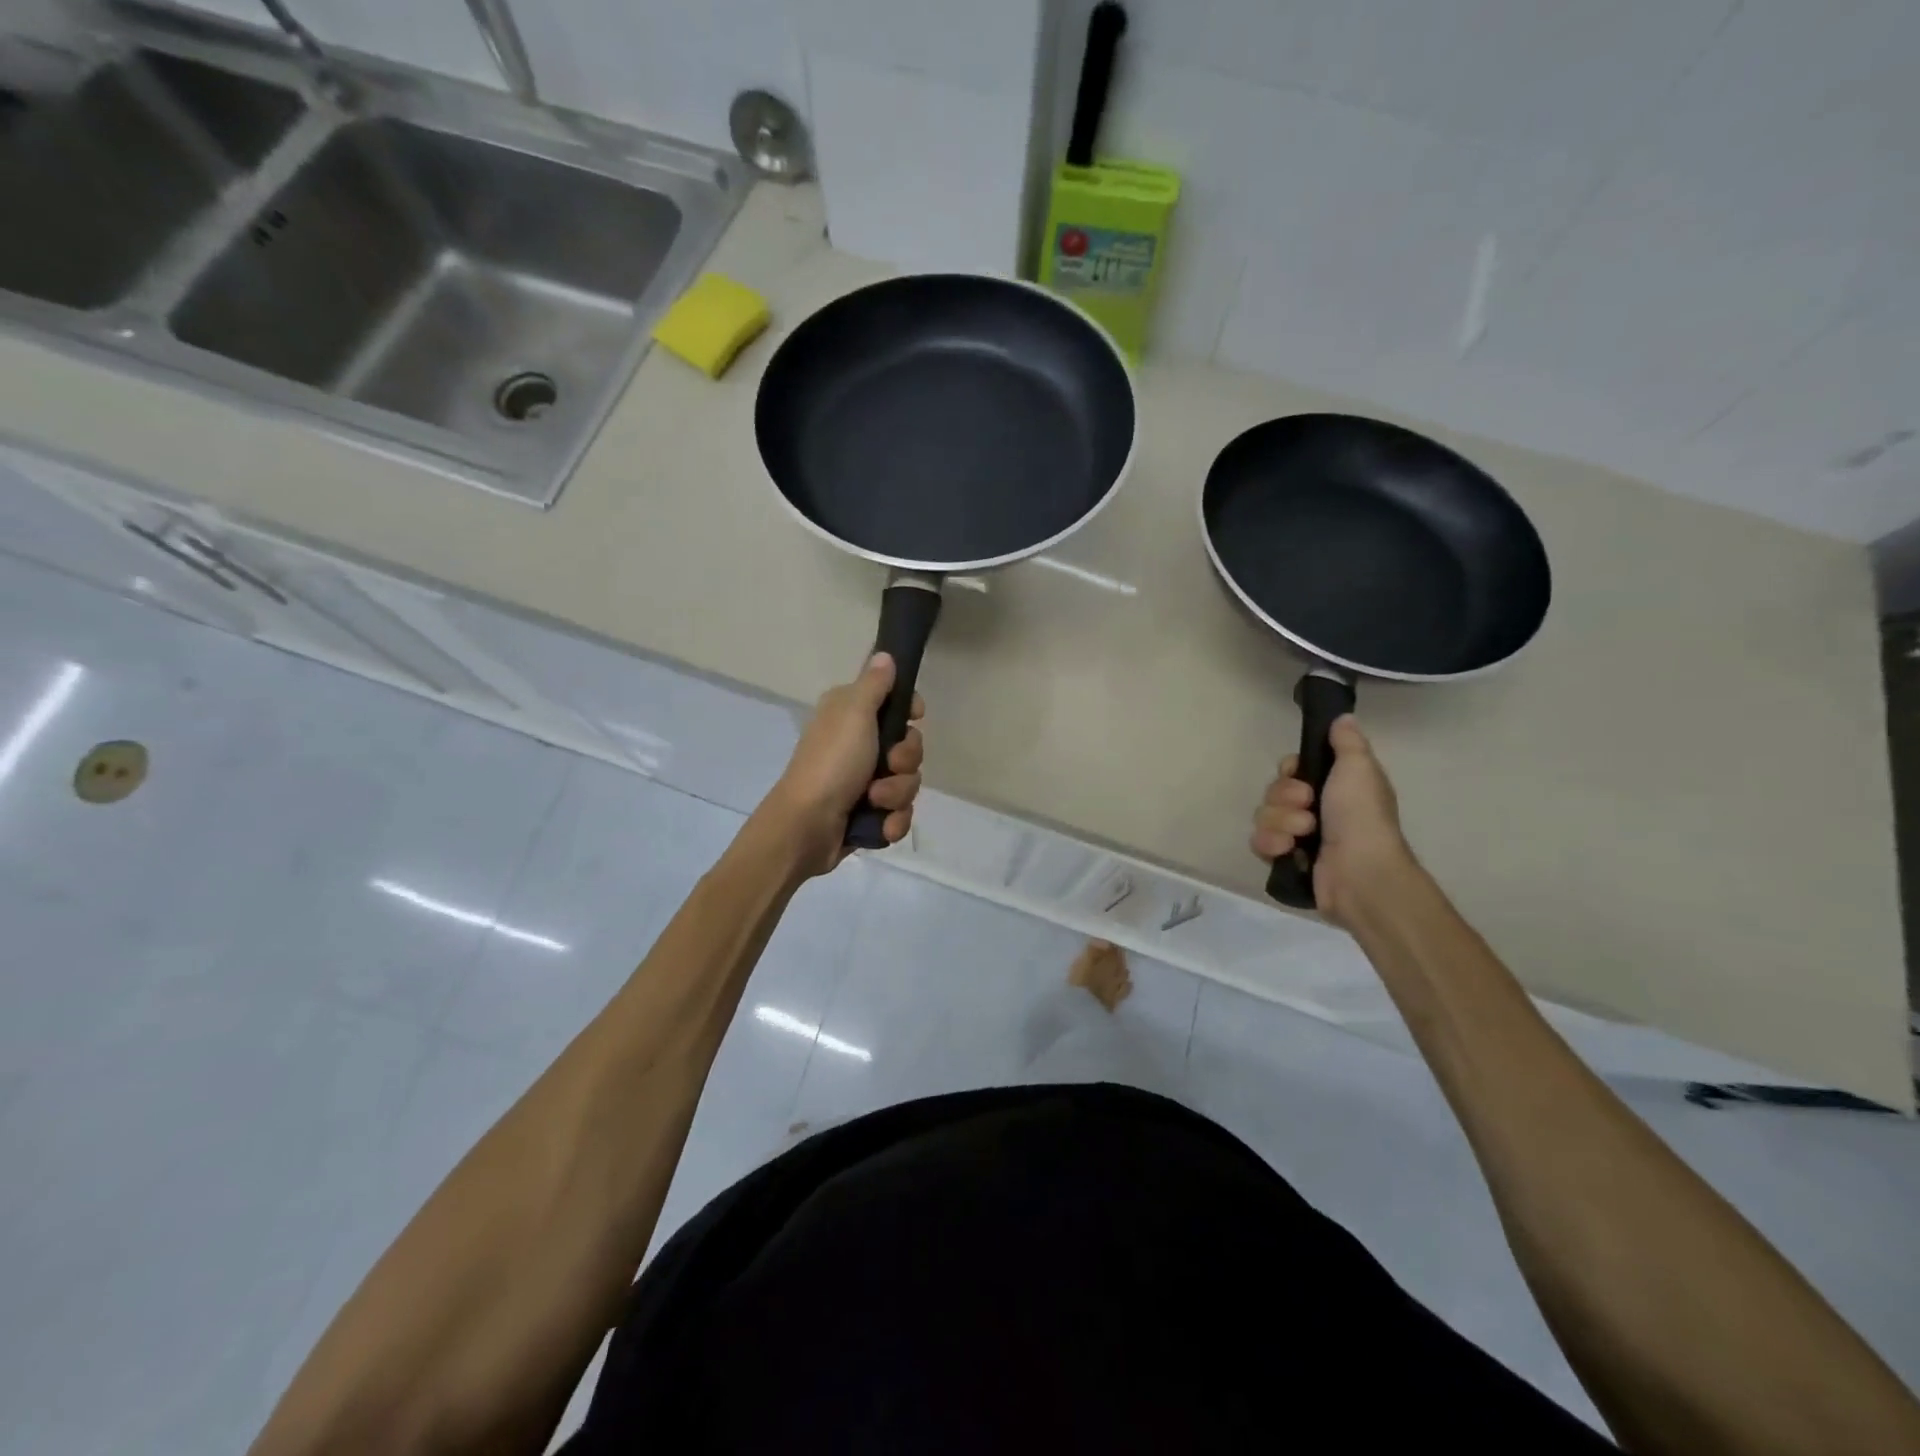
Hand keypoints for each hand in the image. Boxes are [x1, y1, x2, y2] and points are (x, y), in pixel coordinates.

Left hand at [762, 653, 925, 875]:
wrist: (807, 827)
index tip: (915, 715)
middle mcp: (857, 745)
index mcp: (850, 715)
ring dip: (896, 794)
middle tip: (887, 764)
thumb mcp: (854, 714)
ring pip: (907, 782)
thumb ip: (874, 684)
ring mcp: (863, 782)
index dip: (910, 711)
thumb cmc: (831, 763)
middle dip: (905, 761)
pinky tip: (879, 825)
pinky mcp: (868, 814)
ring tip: (874, 801)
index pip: (895, 703)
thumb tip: (884, 654)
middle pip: (909, 746)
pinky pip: (899, 813)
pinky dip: (892, 821)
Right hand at [1250, 714, 1411, 924]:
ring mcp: (1299, 836)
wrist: (1359, 872)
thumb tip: (1343, 718)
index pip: (1292, 769)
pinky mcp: (1286, 860)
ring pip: (1264, 816)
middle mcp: (1315, 809)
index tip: (1298, 773)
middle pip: (1274, 791)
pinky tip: (1288, 850)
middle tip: (1307, 806)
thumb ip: (1346, 742)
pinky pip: (1259, 842)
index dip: (1289, 770)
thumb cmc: (1361, 816)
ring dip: (1280, 822)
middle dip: (1284, 798)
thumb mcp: (1359, 768)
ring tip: (1302, 834)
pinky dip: (1272, 844)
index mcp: (1334, 787)